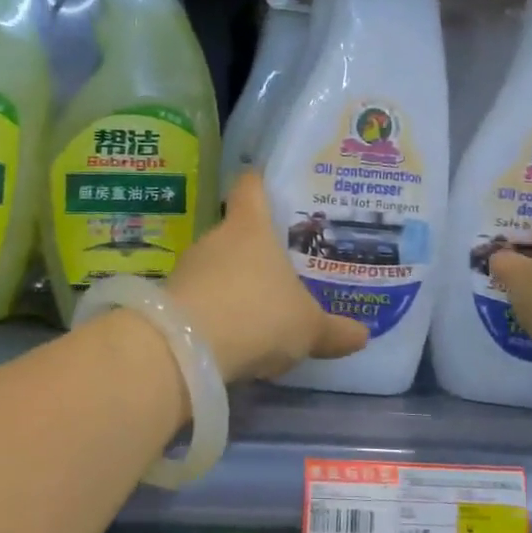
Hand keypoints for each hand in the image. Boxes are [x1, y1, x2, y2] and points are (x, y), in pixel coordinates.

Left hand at [167, 172, 369, 381]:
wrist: (187, 348)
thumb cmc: (258, 315)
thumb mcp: (308, 328)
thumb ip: (334, 331)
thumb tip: (362, 335)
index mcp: (251, 228)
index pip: (251, 187)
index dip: (260, 184)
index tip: (271, 188)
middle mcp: (215, 239)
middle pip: (235, 233)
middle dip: (255, 252)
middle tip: (280, 271)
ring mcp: (187, 268)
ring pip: (216, 269)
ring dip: (233, 287)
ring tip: (258, 312)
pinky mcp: (169, 300)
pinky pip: (199, 300)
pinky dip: (215, 315)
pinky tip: (231, 341)